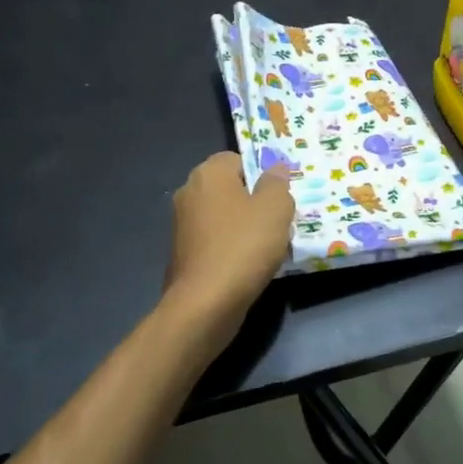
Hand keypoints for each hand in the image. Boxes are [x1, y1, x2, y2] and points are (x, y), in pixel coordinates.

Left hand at [164, 151, 293, 343]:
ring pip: (224, 216)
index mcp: (208, 174)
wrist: (205, 304)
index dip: (261, 174)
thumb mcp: (275, 208)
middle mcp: (189, 193)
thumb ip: (277, 183)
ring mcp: (182, 225)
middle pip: (230, 188)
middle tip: (280, 220)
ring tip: (269, 246)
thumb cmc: (244, 246)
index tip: (280, 195)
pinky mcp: (183, 254)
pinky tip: (249, 265)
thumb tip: (275, 168)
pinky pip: (215, 241)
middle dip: (255, 201)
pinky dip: (232, 248)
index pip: (237, 159)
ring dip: (245, 227)